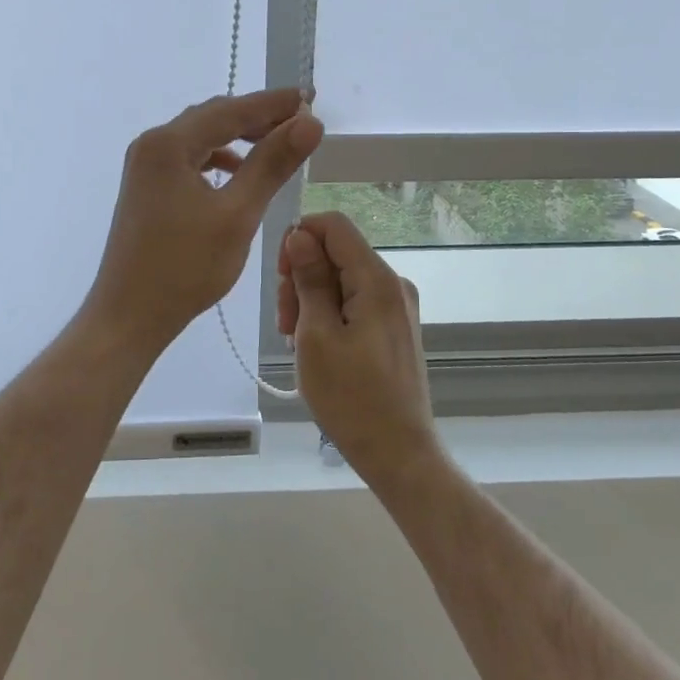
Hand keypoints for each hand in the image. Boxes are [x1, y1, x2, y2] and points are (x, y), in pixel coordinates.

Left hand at [86, 88, 323, 351]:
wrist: (129, 315)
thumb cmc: (184, 267)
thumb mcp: (237, 214)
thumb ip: (272, 164)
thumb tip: (309, 123)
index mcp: (168, 144)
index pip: (231, 110)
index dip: (273, 104)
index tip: (310, 98)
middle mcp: (152, 144)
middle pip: (213, 118)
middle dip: (257, 118)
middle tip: (301, 123)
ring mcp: (145, 166)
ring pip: (201, 138)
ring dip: (239, 138)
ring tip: (277, 146)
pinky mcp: (147, 187)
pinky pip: (189, 159)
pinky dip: (218, 159)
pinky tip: (239, 174)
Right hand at [277, 211, 442, 487]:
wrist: (398, 453)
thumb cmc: (351, 397)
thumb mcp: (316, 335)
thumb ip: (309, 279)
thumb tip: (299, 234)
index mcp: (377, 279)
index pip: (334, 225)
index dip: (300, 238)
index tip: (281, 278)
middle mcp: (393, 284)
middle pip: (336, 253)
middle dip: (302, 276)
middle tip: (285, 323)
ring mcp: (397, 306)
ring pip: (342, 278)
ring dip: (311, 299)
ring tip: (297, 341)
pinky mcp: (395, 327)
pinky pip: (355, 301)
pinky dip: (329, 314)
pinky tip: (317, 347)